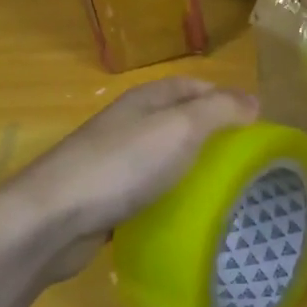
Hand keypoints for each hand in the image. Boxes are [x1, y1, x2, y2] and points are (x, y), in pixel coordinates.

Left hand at [4, 78, 257, 281]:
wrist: (52, 218)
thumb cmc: (122, 165)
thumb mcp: (181, 128)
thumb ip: (219, 110)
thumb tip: (253, 100)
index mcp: (146, 100)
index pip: (193, 86)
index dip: (224, 98)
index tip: (254, 125)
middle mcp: (128, 125)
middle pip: (178, 122)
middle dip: (210, 138)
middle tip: (243, 165)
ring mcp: (113, 162)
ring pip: (162, 159)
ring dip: (189, 172)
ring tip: (222, 194)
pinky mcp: (104, 199)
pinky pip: (145, 193)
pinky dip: (166, 201)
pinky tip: (183, 220)